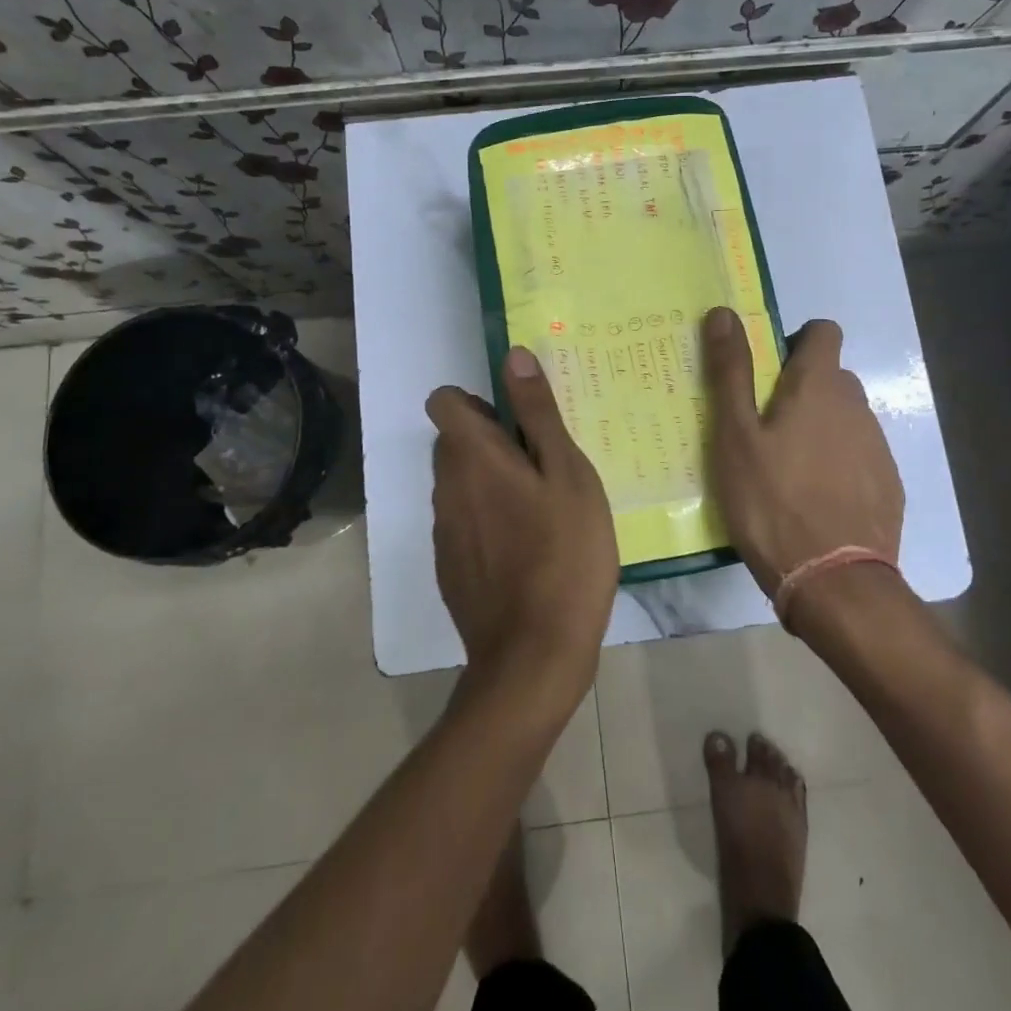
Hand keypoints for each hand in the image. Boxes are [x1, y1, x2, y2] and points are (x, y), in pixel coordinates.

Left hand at [427, 346, 618, 702]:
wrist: (534, 656)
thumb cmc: (564, 553)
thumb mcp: (567, 473)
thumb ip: (537, 413)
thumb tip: (512, 354)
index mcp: (472, 457)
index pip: (444, 401)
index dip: (478, 402)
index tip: (517, 424)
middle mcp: (445, 487)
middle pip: (453, 442)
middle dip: (491, 442)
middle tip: (544, 467)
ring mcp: (443, 532)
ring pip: (459, 484)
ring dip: (491, 483)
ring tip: (543, 510)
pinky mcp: (449, 567)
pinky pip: (464, 523)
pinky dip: (488, 522)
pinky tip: (528, 551)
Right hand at [702, 307, 903, 596]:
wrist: (833, 582)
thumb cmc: (772, 500)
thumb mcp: (735, 436)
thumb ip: (730, 372)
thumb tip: (723, 312)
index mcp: (819, 387)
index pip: (823, 331)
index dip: (796, 342)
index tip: (767, 373)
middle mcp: (857, 407)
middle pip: (832, 378)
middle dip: (802, 390)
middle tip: (764, 428)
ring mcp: (878, 448)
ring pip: (845, 419)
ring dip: (820, 429)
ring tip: (786, 471)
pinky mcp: (888, 486)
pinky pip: (859, 457)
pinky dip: (838, 465)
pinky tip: (814, 500)